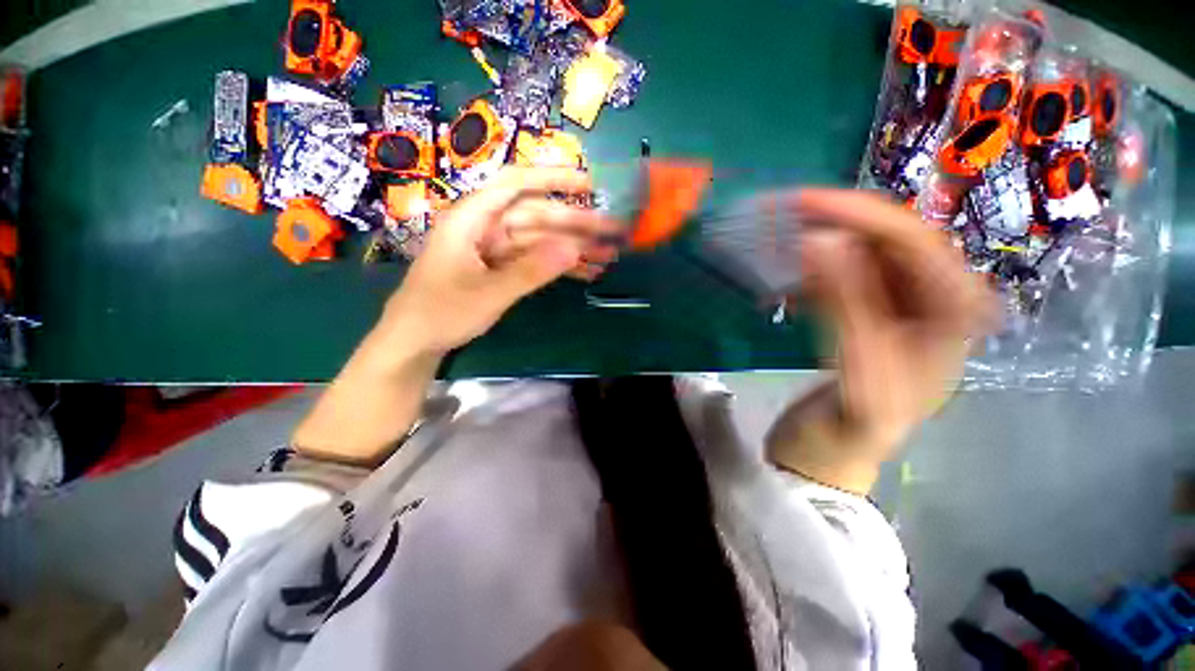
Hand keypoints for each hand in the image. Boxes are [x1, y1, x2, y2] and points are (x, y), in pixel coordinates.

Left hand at [383, 167, 620, 354]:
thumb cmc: (441, 313)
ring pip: (539, 240)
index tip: (587, 182)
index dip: (552, 178)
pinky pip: (534, 260)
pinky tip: (585, 272)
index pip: (515, 184)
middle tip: (613, 230)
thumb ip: (532, 270)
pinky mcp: (500, 268)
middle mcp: (484, 227)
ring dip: (572, 247)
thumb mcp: (490, 293)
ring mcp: (494, 249)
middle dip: (575, 223)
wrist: (416, 342)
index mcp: (471, 218)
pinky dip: (558, 266)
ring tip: (607, 254)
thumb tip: (574, 248)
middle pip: (536, 216)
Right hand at [767, 189, 997, 492]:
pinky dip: (806, 271)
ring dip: (816, 241)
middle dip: (835, 221)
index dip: (859, 215)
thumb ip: (847, 307)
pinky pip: (838, 276)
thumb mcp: (856, 374)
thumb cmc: (849, 432)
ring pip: (860, 254)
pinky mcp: (864, 315)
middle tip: (780, 211)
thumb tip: (819, 241)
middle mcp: (934, 302)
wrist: (830, 458)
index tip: (801, 202)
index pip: (915, 243)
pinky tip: (780, 279)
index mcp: (953, 317)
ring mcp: (898, 307)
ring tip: (773, 237)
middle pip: (888, 240)